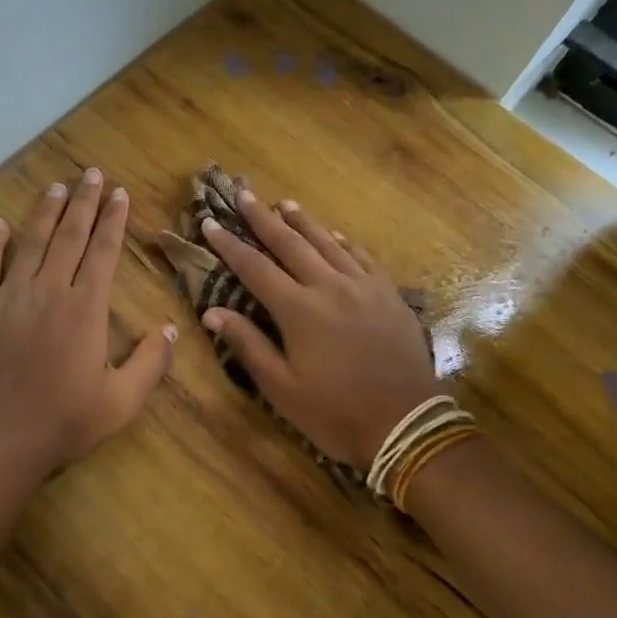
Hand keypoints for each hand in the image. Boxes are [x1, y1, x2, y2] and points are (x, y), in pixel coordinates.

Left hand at [0, 169, 176, 481]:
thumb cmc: (64, 423)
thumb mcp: (122, 401)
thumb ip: (151, 362)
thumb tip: (169, 327)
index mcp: (86, 309)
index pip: (104, 252)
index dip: (114, 220)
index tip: (120, 194)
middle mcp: (49, 291)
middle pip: (69, 236)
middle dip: (83, 203)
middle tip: (91, 174)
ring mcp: (8, 296)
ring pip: (30, 242)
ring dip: (45, 212)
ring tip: (57, 187)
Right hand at [199, 189, 441, 468]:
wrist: (406, 423)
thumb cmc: (335, 412)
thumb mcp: (282, 387)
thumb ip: (248, 345)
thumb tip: (212, 312)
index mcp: (298, 310)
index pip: (255, 268)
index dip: (229, 245)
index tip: (210, 223)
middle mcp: (329, 286)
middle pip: (290, 243)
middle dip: (263, 218)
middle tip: (244, 194)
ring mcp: (363, 286)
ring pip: (327, 243)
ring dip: (303, 222)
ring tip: (284, 203)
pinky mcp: (388, 294)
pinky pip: (362, 257)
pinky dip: (343, 241)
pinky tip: (335, 234)